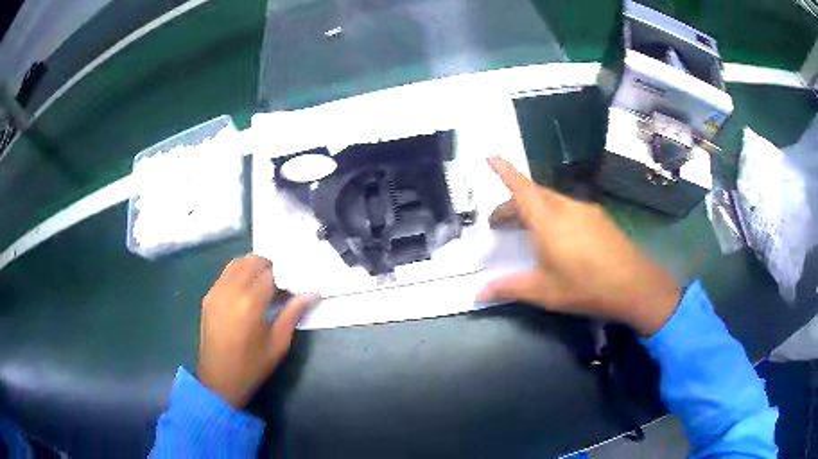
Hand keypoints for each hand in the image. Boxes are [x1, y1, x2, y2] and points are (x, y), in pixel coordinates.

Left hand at [197, 254, 319, 407]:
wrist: (219, 380)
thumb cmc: (252, 366)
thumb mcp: (278, 343)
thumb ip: (293, 313)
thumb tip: (312, 293)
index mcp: (250, 303)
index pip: (270, 273)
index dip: (285, 274)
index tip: (295, 282)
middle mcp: (230, 290)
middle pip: (251, 261)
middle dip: (269, 265)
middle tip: (281, 281)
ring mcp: (216, 291)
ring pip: (236, 263)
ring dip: (253, 266)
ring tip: (265, 284)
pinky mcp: (208, 297)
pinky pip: (225, 274)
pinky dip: (239, 273)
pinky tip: (247, 291)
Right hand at [477, 157, 680, 334]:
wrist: (635, 285)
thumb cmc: (586, 287)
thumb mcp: (544, 292)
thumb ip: (509, 288)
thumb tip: (476, 293)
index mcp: (548, 221)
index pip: (521, 189)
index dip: (505, 171)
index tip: (491, 155)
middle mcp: (566, 208)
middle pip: (534, 194)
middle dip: (513, 203)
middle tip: (500, 224)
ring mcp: (586, 210)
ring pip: (552, 200)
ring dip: (534, 209)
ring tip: (527, 232)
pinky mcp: (599, 218)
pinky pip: (569, 208)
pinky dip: (553, 214)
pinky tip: (559, 238)